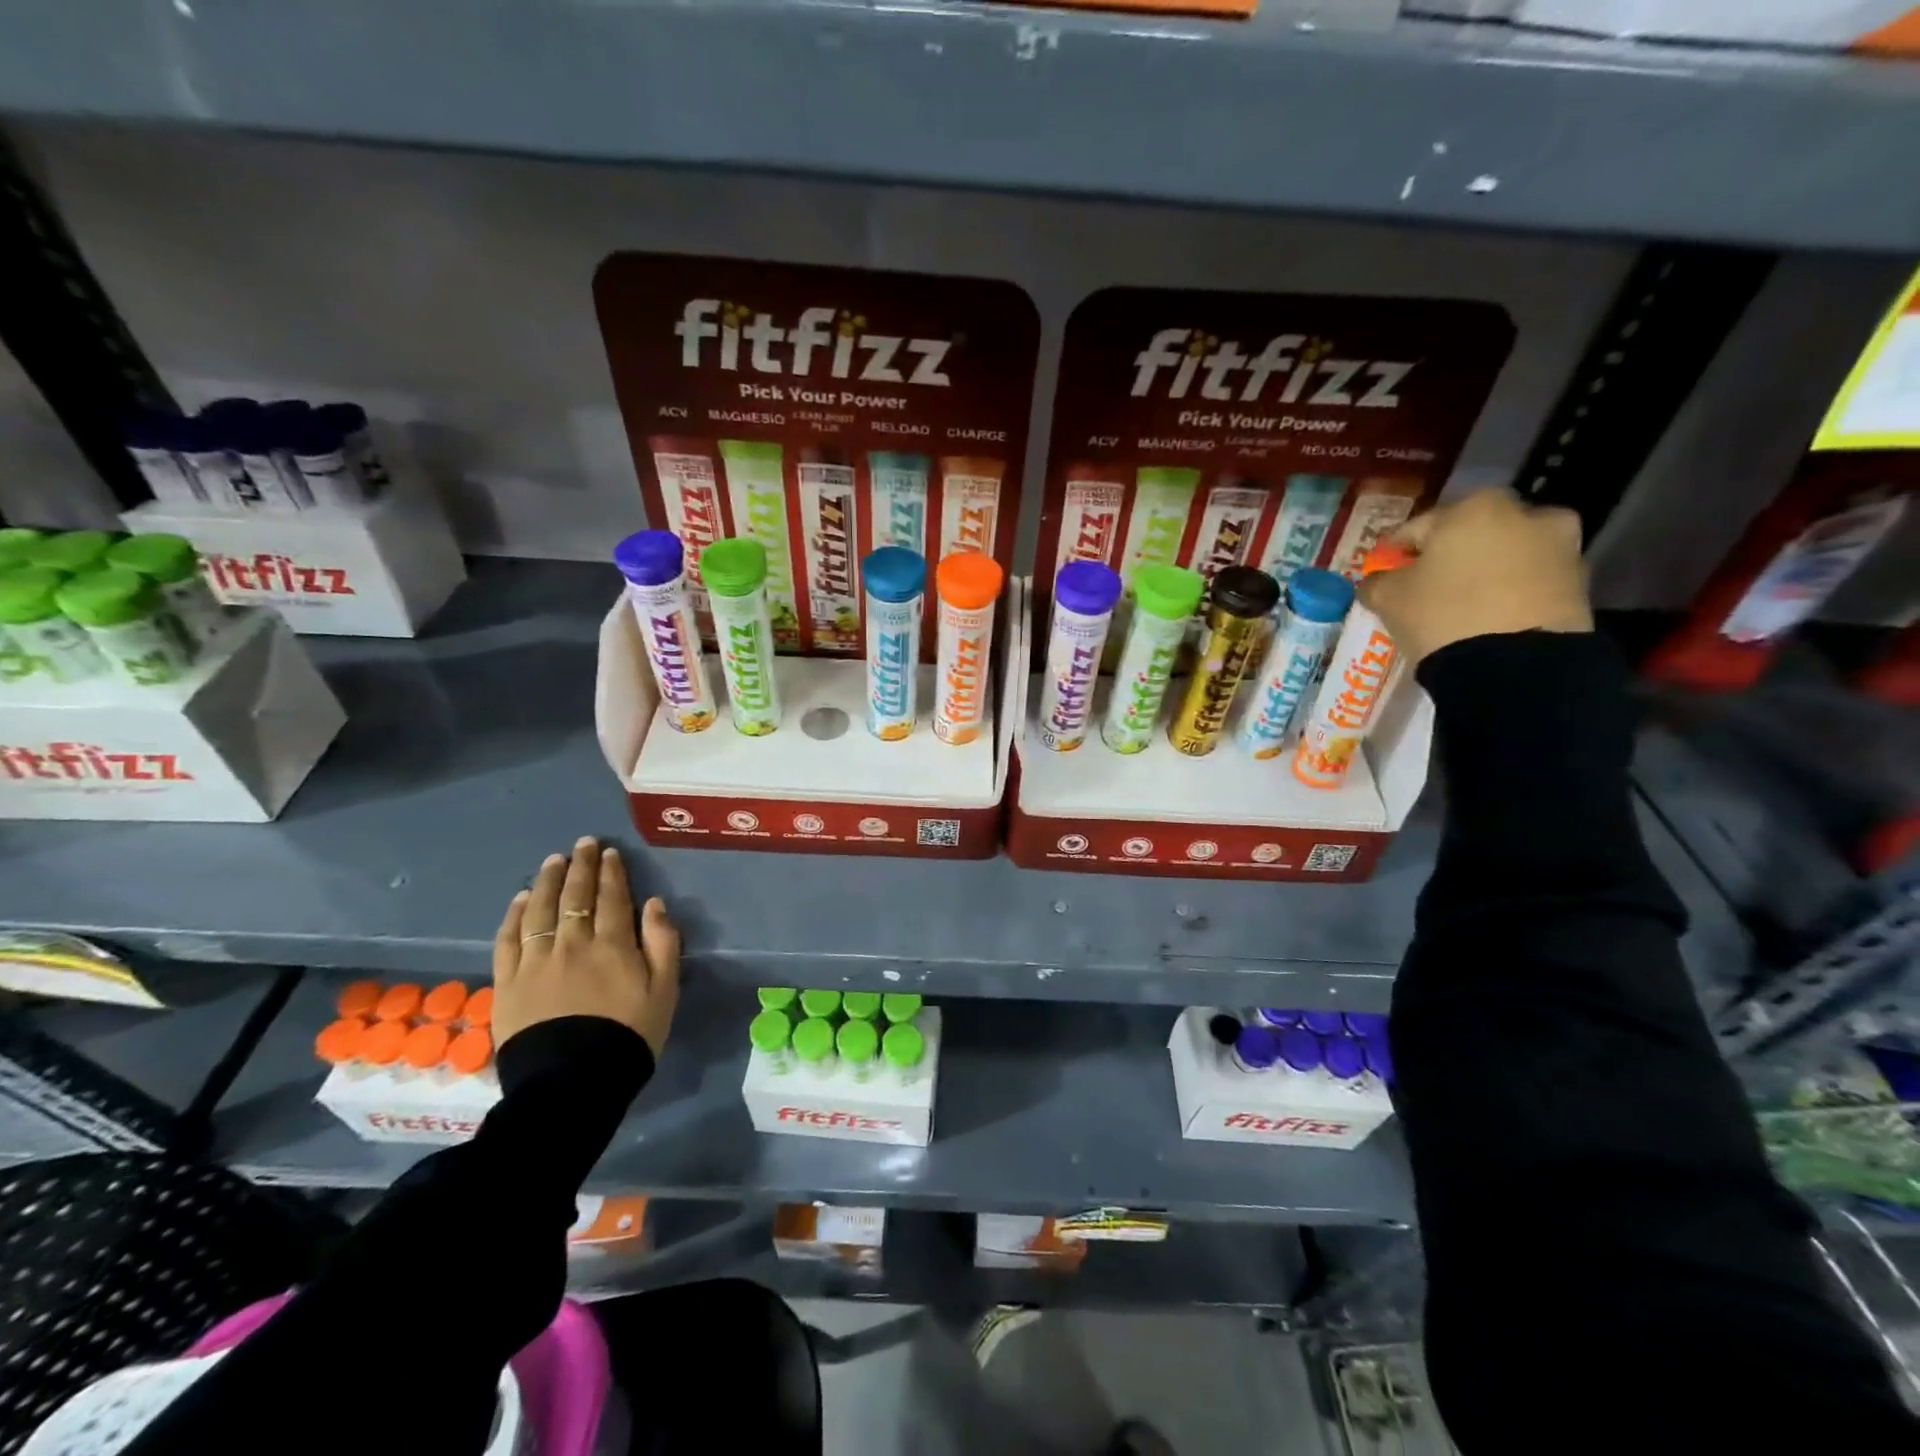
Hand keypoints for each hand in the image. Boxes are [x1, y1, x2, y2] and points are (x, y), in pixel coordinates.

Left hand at [492, 837, 679, 1057]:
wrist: (572, 1084)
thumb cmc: (628, 1036)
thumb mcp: (664, 990)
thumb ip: (663, 943)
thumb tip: (654, 903)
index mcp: (613, 945)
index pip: (612, 898)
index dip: (611, 872)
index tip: (610, 853)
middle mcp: (573, 944)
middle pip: (576, 896)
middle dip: (581, 866)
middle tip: (584, 844)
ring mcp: (536, 961)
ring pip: (541, 910)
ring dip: (548, 881)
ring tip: (553, 861)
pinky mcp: (508, 982)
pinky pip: (509, 939)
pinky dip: (515, 915)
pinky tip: (522, 899)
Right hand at [1358, 488, 1592, 663]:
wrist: (1515, 665)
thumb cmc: (1442, 614)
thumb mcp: (1388, 598)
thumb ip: (1376, 582)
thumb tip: (1377, 580)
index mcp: (1474, 508)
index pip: (1418, 527)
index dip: (1395, 551)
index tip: (1383, 571)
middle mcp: (1525, 514)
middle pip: (1471, 535)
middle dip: (1449, 555)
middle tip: (1427, 585)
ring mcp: (1559, 547)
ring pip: (1506, 555)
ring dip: (1485, 570)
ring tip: (1463, 603)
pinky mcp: (1579, 582)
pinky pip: (1530, 580)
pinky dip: (1511, 591)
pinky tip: (1491, 616)